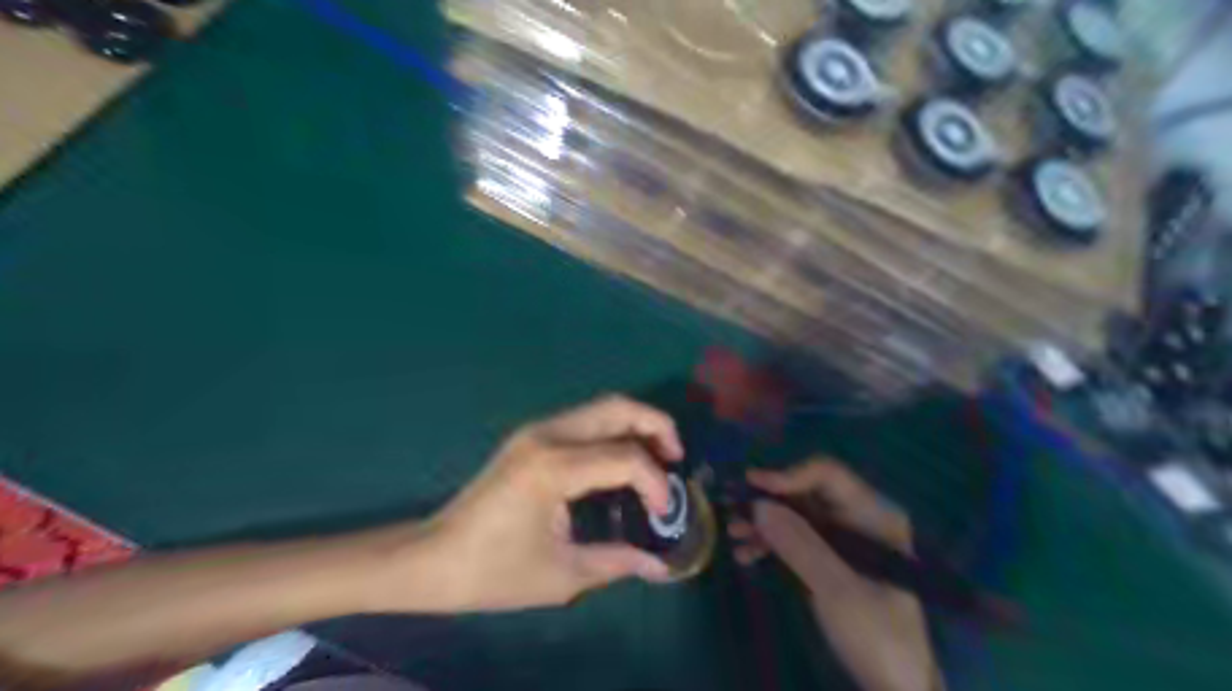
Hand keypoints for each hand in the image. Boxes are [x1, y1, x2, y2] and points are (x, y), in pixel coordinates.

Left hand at [387, 396, 683, 612]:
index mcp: (553, 467)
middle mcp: (547, 435)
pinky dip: (613, 432)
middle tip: (676, 458)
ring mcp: (536, 430)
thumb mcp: (561, 575)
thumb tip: (660, 564)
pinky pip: (585, 421)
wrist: (433, 558)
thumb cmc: (493, 571)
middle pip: (616, 407)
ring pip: (601, 407)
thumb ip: (617, 561)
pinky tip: (621, 462)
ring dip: (636, 424)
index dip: (655, 484)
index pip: (625, 457)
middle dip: (656, 426)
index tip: (665, 515)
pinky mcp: (531, 436)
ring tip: (657, 458)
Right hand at [725, 460, 938, 690]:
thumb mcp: (837, 589)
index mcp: (875, 516)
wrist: (895, 689)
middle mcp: (859, 520)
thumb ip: (799, 544)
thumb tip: (758, 505)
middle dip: (770, 502)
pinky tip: (746, 556)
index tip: (752, 484)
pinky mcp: (831, 562)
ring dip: (765, 524)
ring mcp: (844, 542)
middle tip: (733, 510)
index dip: (789, 475)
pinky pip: (797, 540)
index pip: (828, 476)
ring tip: (733, 535)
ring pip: (797, 517)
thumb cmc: (877, 636)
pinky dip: (772, 545)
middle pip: (807, 494)